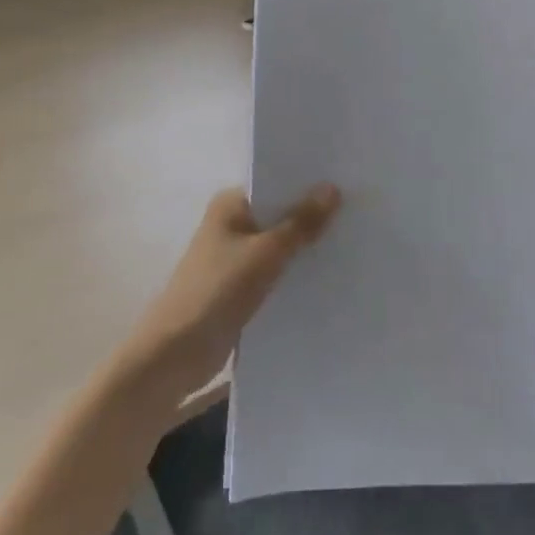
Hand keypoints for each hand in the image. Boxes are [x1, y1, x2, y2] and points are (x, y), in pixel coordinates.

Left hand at [121, 184, 339, 406]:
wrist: (176, 355)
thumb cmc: (217, 291)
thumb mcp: (266, 253)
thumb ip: (301, 222)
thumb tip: (332, 188)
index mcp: (230, 204)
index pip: (276, 182)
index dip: (308, 182)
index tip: (347, 179)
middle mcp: (231, 223)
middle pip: (279, 213)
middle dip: (312, 214)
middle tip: (359, 209)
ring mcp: (235, 257)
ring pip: (280, 244)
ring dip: (305, 245)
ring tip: (353, 238)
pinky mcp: (240, 287)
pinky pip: (276, 271)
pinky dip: (296, 272)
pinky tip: (330, 273)